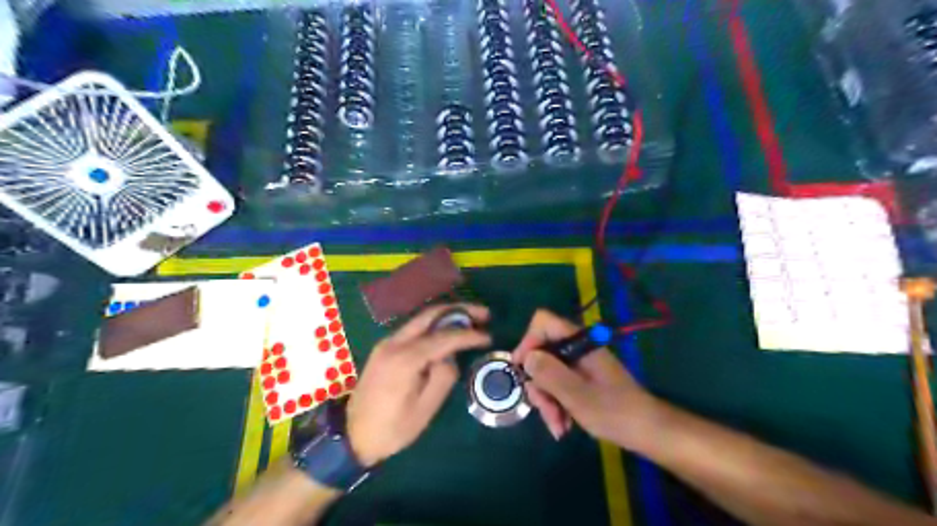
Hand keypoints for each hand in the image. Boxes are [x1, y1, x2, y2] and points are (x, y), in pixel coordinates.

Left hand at [346, 304, 491, 468]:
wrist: (352, 436)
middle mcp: (394, 342)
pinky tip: (449, 331)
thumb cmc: (392, 428)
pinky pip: (414, 328)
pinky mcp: (385, 347)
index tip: (489, 336)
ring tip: (472, 321)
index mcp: (405, 359)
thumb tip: (451, 356)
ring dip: (448, 315)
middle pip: (431, 314)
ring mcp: (387, 342)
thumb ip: (443, 377)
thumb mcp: (425, 409)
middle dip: (460, 310)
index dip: (469, 335)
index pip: (444, 337)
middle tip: (484, 314)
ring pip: (422, 318)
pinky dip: (435, 324)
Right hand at [512, 311, 657, 449]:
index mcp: (579, 342)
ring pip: (547, 373)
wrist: (648, 432)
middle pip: (541, 353)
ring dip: (547, 400)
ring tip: (557, 426)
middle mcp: (576, 348)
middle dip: (538, 383)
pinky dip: (556, 404)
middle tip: (544, 409)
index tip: (523, 370)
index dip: (528, 342)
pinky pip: (558, 385)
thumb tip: (526, 357)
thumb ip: (549, 373)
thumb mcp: (577, 395)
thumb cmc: (615, 412)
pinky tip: (563, 426)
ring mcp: (579, 364)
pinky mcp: (581, 379)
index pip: (543, 322)